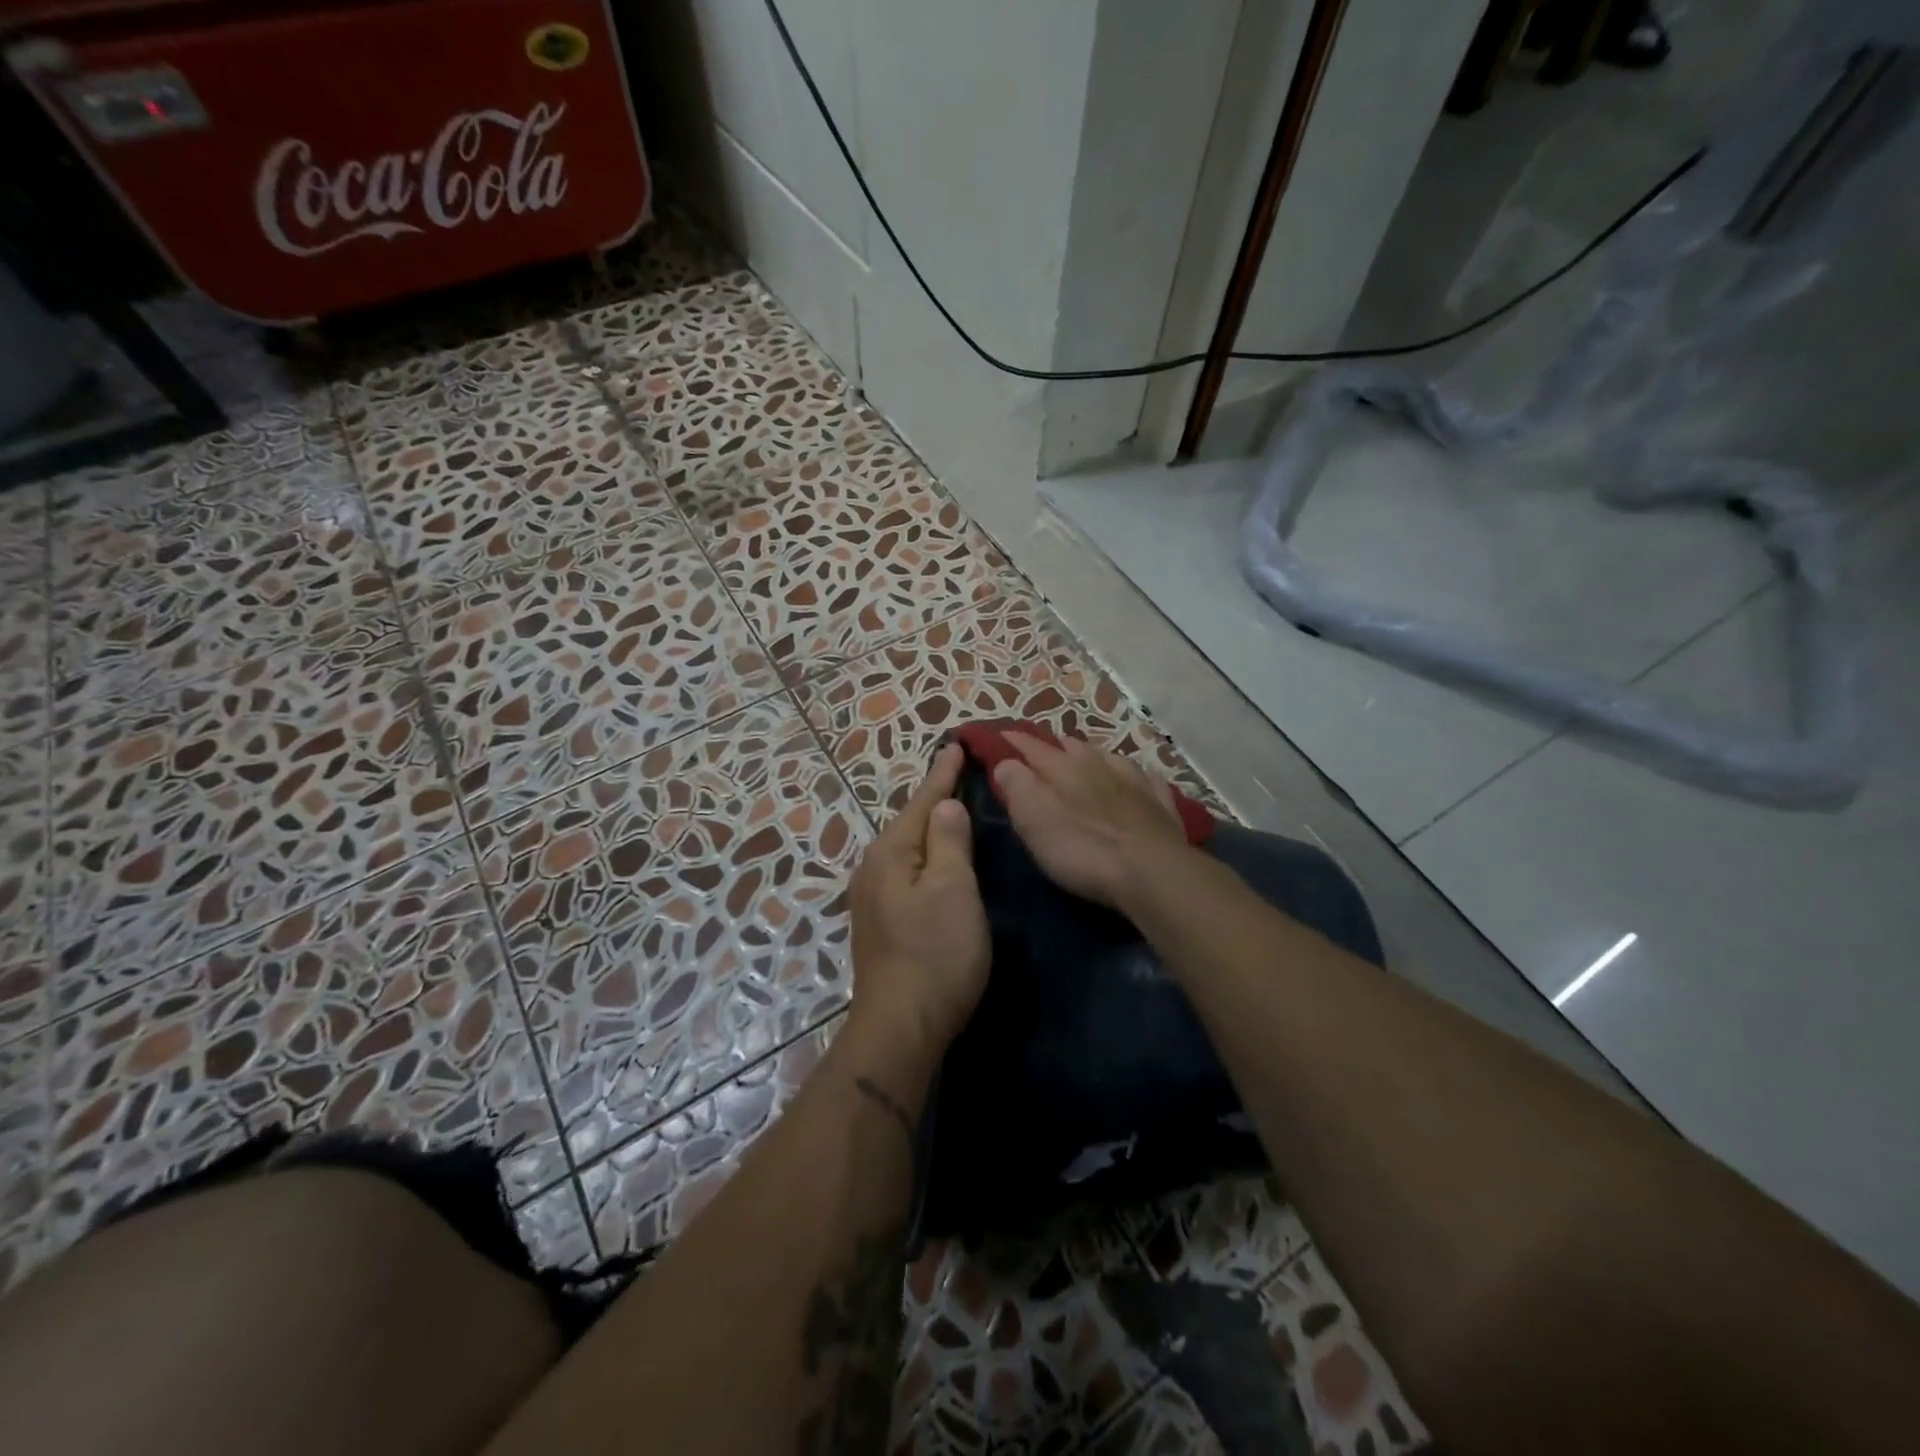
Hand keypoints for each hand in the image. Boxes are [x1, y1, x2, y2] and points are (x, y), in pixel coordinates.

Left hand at [847, 744, 990, 1054]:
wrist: (901, 1026)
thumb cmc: (935, 953)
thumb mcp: (952, 890)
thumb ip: (949, 841)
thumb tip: (944, 804)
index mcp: (891, 853)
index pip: (922, 801)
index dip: (942, 774)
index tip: (956, 745)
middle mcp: (874, 868)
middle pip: (910, 823)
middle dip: (934, 798)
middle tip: (960, 773)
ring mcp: (873, 897)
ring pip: (908, 849)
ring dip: (930, 828)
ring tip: (952, 809)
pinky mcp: (881, 922)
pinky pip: (907, 872)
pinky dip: (926, 856)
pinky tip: (938, 860)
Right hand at [991, 733, 1190, 907]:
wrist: (1152, 872)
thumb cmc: (1083, 848)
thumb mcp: (1034, 819)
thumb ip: (1017, 786)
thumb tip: (1006, 762)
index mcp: (1064, 769)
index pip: (1033, 747)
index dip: (1016, 741)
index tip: (1002, 735)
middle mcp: (1100, 766)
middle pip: (1075, 747)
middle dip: (1056, 745)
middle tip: (1044, 749)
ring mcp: (1136, 783)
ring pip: (1111, 757)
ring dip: (1095, 755)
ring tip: (1087, 757)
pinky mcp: (1161, 805)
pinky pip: (1148, 779)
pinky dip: (1137, 776)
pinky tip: (1139, 778)